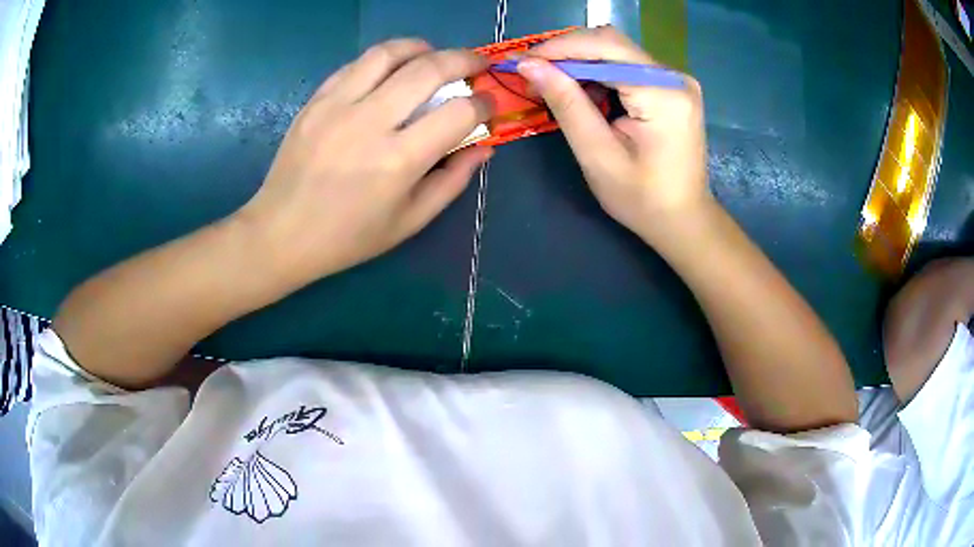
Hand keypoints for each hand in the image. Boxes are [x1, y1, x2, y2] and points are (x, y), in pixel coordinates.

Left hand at [237, 39, 493, 283]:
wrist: (282, 232)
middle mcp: (369, 123)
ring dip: (422, 47)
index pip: (458, 112)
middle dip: (464, 59)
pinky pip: (356, 64)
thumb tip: (484, 145)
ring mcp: (337, 106)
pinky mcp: (316, 100)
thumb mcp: (410, 220)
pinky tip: (392, 69)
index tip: (489, 103)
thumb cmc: (349, 236)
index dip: (484, 103)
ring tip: (434, 55)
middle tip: (477, 63)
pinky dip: (383, 59)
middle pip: (428, 69)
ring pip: (388, 53)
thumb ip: (453, 180)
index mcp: (398, 161)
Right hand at [517, 26, 708, 240]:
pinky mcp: (672, 87)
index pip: (605, 47)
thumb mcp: (597, 155)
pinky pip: (628, 66)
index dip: (559, 48)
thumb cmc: (641, 198)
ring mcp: (676, 81)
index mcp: (662, 93)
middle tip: (534, 73)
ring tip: (554, 86)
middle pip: (612, 44)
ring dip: (581, 63)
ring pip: (617, 52)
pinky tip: (584, 93)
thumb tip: (529, 65)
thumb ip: (566, 104)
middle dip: (568, 53)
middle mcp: (674, 78)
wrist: (683, 219)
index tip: (522, 61)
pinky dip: (600, 74)